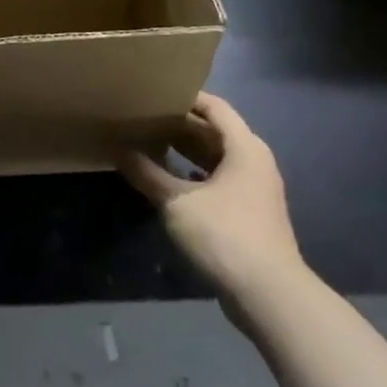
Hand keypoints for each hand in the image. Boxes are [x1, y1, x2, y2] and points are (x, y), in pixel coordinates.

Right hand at [118, 93, 302, 298]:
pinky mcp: (250, 213)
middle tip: (145, 118)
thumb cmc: (224, 235)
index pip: (215, 108)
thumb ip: (148, 174)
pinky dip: (196, 176)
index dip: (187, 98)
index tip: (155, 94)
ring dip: (188, 152)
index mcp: (244, 148)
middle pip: (216, 132)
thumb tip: (118, 150)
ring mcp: (255, 189)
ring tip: (152, 145)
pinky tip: (171, 182)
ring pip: (218, 159)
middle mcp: (255, 162)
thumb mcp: (177, 202)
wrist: (268, 293)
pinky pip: (221, 181)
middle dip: (182, 125)